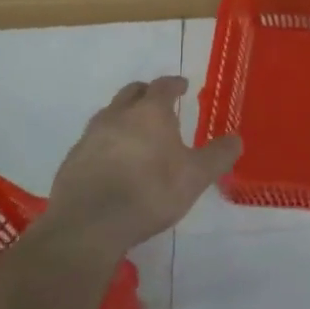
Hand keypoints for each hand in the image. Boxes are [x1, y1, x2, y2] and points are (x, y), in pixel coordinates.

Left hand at [44, 77, 240, 257]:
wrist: (89, 223)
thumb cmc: (149, 192)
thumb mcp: (195, 177)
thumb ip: (217, 156)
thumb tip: (236, 139)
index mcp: (150, 112)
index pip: (163, 86)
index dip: (175, 84)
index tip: (183, 86)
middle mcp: (117, 115)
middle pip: (132, 93)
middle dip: (146, 94)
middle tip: (158, 104)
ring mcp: (90, 136)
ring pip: (109, 115)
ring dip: (124, 118)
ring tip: (136, 135)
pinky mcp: (72, 159)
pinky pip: (93, 141)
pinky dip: (106, 143)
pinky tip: (113, 163)